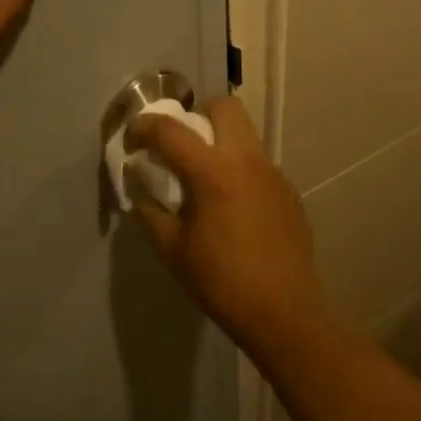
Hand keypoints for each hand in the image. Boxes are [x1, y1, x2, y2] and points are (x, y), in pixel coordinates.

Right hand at [126, 97, 336, 364]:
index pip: (171, 130)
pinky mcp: (289, 193)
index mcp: (213, 173)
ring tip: (205, 179)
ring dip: (220, 142)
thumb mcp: (172, 249)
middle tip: (179, 145)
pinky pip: (259, 165)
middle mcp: (247, 161)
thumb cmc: (220, 282)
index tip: (131, 138)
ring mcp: (274, 175)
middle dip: (196, 114)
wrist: (283, 313)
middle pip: (224, 107)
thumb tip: (139, 188)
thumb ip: (151, 210)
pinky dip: (239, 171)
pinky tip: (232, 208)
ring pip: (246, 135)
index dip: (144, 127)